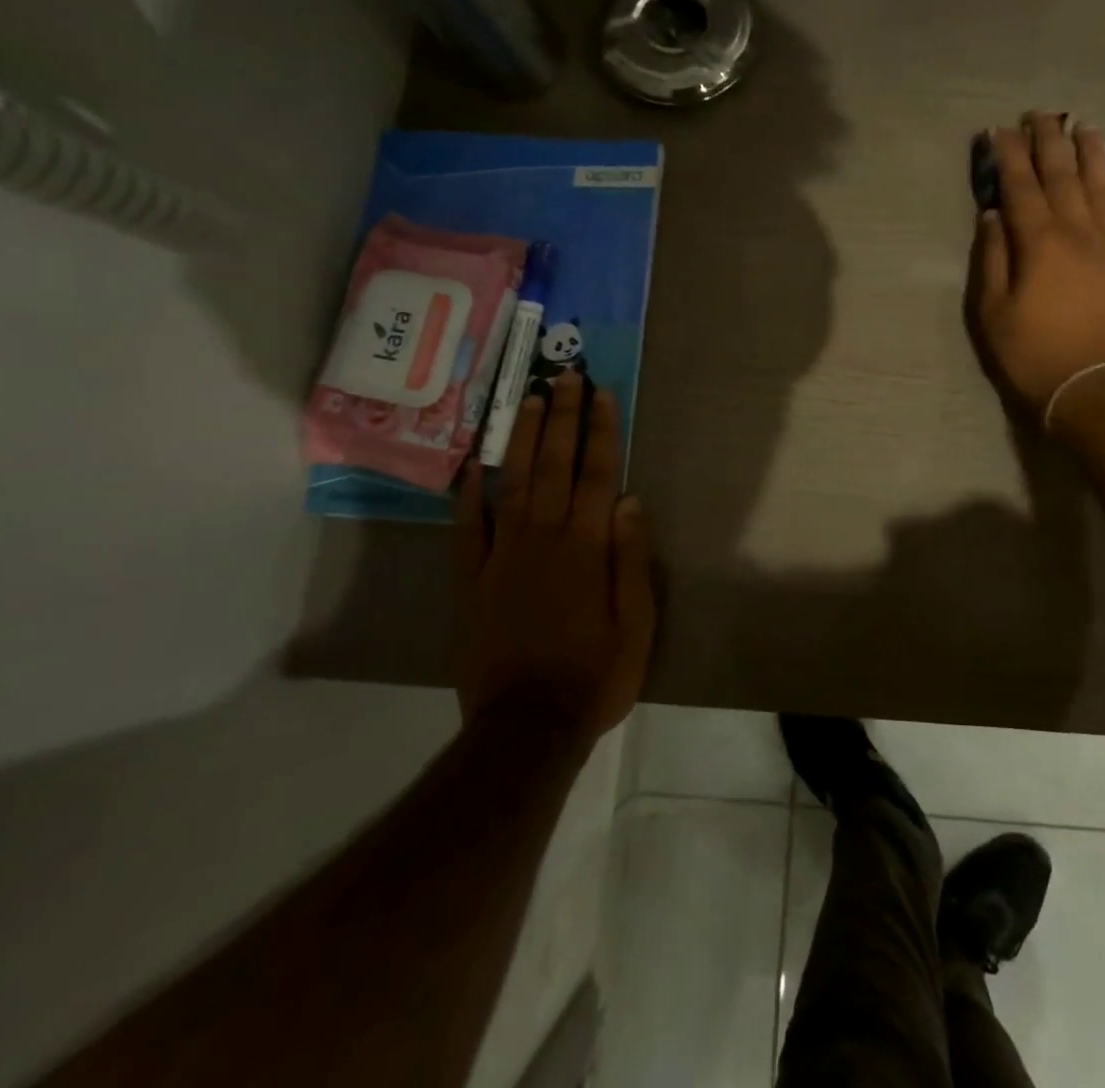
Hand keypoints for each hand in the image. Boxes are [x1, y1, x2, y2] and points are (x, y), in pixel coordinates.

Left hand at [453, 375, 656, 744]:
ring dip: (524, 440)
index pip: (598, 475)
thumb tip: (631, 502)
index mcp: (587, 549)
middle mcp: (544, 540)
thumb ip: (631, 560)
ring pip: (515, 485)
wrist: (527, 729)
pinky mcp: (472, 582)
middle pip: (556, 467)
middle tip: (565, 376)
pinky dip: (468, 496)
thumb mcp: (637, 625)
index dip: (601, 431)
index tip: (601, 394)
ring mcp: (503, 558)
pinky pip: (468, 531)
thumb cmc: (595, 676)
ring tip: (530, 401)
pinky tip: (472, 466)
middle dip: (563, 418)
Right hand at [970, 112, 1104, 419]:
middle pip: (1064, 177)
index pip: (1021, 187)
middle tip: (1042, 115)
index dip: (1011, 156)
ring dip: (1094, 157)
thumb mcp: (992, 314)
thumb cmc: (1035, 356)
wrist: (1100, 389)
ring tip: (1087, 130)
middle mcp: (1081, 233)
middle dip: (1050, 142)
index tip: (1002, 130)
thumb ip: (992, 260)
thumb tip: (993, 216)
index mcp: (1040, 242)